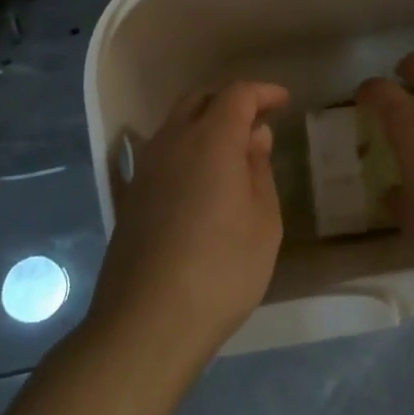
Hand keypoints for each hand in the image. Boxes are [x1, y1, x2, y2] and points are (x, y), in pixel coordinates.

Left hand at [89, 81, 289, 364]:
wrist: (146, 322)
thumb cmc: (222, 269)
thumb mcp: (263, 221)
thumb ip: (259, 169)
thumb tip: (254, 136)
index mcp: (211, 139)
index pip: (237, 94)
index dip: (262, 92)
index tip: (283, 101)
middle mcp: (172, 141)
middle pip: (199, 99)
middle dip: (230, 101)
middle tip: (257, 121)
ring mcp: (145, 169)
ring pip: (175, 124)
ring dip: (205, 124)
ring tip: (233, 151)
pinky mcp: (130, 196)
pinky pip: (162, 153)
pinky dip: (186, 149)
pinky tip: (200, 179)